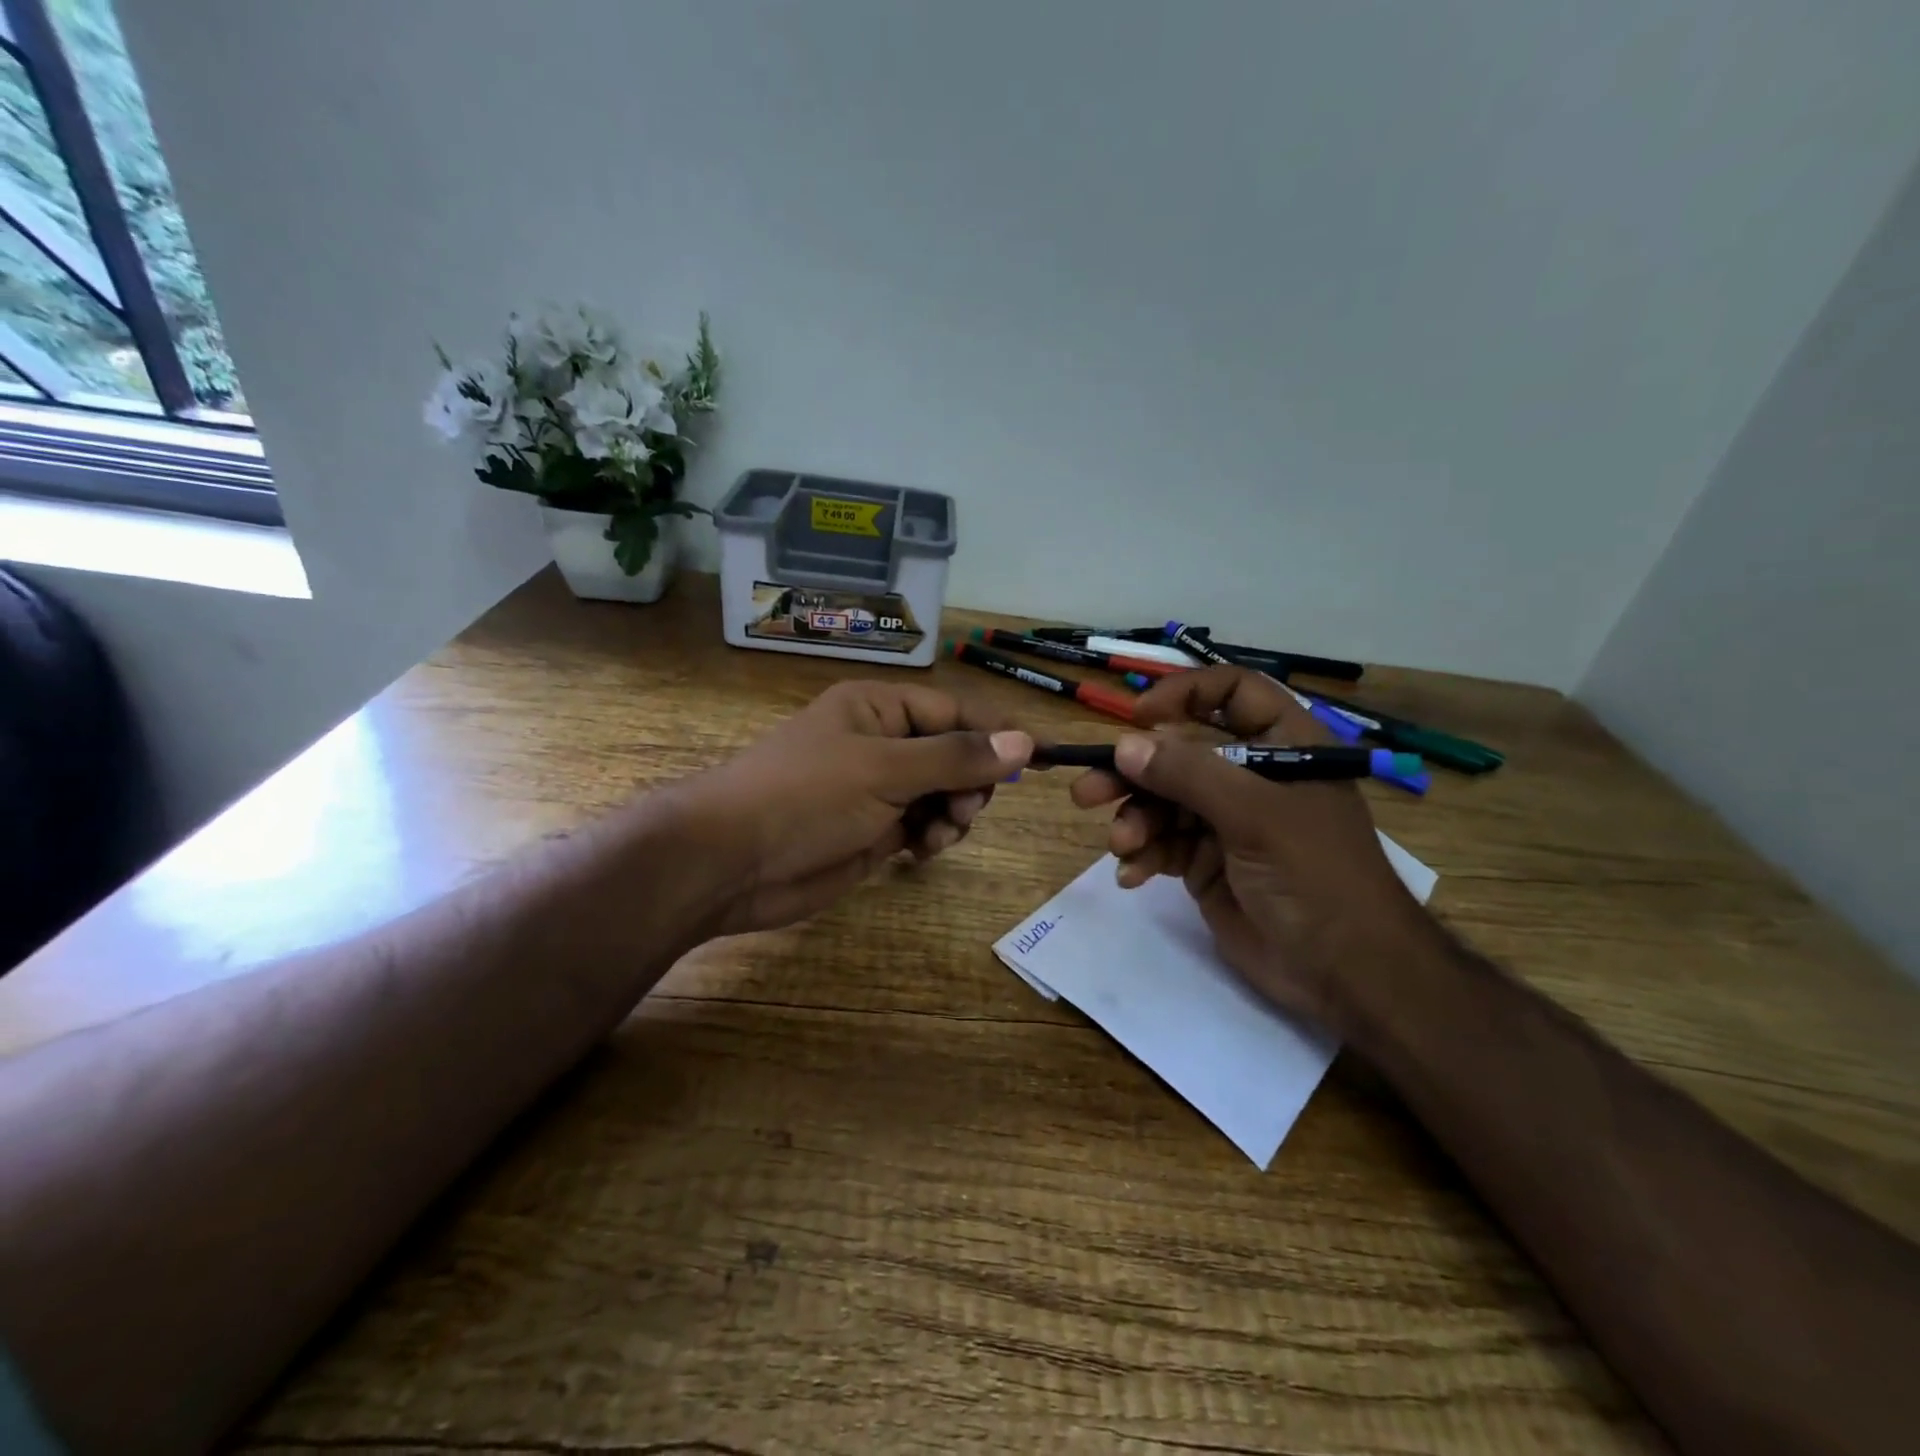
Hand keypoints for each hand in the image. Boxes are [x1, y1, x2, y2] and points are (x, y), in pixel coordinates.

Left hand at [676, 680, 1032, 935]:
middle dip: (969, 781)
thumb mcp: (885, 769)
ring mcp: (876, 789)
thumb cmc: (807, 796)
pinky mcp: (872, 830)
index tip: (1038, 760)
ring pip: (942, 793)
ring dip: (953, 813)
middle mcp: (882, 742)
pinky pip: (922, 825)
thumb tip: (1024, 741)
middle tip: (965, 807)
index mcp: (880, 707)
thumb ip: (956, 756)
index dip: (996, 733)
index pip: (955, 710)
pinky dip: (932, 837)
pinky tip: (922, 851)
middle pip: (954, 753)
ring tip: (940, 833)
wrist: (731, 862)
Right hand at [1068, 666, 1420, 1028]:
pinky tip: (1132, 875)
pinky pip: (1162, 844)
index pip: (1232, 693)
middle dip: (1132, 772)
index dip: (1184, 695)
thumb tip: (1124, 745)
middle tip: (1086, 791)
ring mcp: (1226, 821)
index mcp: (1282, 746)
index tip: (1137, 718)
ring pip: (1162, 801)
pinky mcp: (1207, 862)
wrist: (1343, 973)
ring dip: (1134, 820)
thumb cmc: (1315, 876)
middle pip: (1179, 753)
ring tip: (1121, 845)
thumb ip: (1189, 774)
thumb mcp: (1256, 815)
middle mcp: (1251, 776)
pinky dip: (1143, 855)